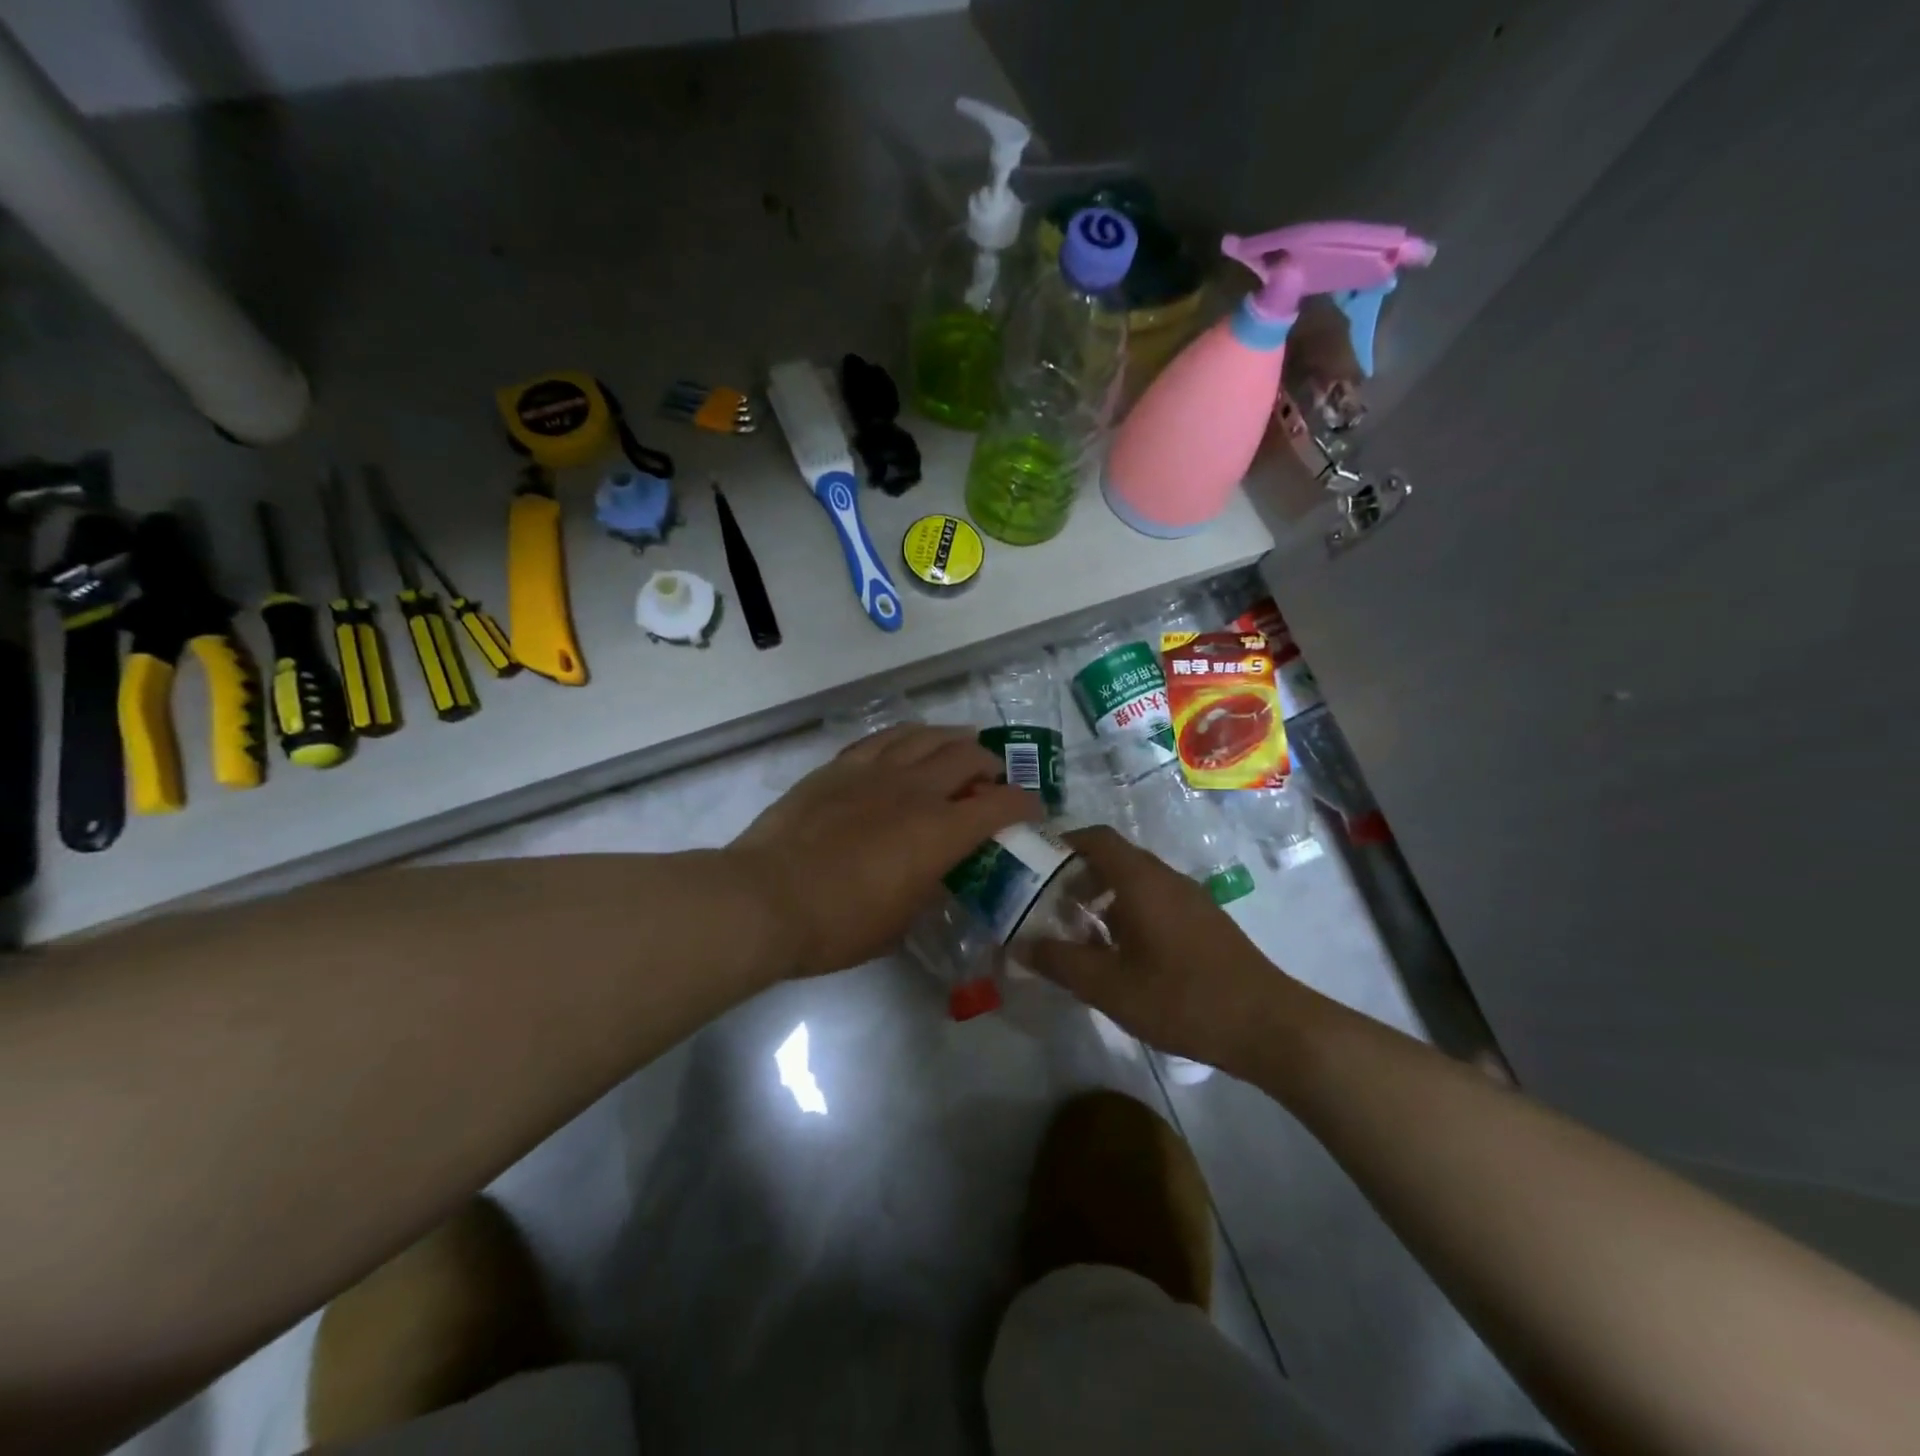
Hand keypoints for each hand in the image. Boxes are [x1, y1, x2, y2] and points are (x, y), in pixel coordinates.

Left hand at [731, 725, 1040, 977]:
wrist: (766, 898)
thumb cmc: (838, 925)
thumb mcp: (900, 922)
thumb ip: (928, 889)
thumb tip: (935, 874)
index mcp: (940, 832)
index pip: (1001, 805)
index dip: (1025, 804)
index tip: (1032, 809)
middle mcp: (915, 790)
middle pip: (967, 757)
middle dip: (990, 765)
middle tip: (991, 778)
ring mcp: (875, 772)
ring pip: (926, 736)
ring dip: (951, 739)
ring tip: (958, 746)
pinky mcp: (840, 767)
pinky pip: (883, 738)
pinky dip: (906, 736)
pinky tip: (909, 742)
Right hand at [1028, 826, 1300, 1068]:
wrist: (1268, 1026)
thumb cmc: (1182, 999)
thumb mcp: (1110, 986)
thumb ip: (1060, 962)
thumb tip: (1020, 944)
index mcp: (1142, 880)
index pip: (1096, 838)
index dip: (1063, 843)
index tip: (1034, 865)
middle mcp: (1166, 879)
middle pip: (1114, 859)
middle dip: (1077, 876)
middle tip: (1048, 906)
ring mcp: (1190, 899)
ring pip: (1135, 882)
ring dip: (1102, 898)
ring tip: (1078, 934)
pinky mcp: (1204, 922)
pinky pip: (1155, 901)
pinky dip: (1127, 913)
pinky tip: (1119, 954)